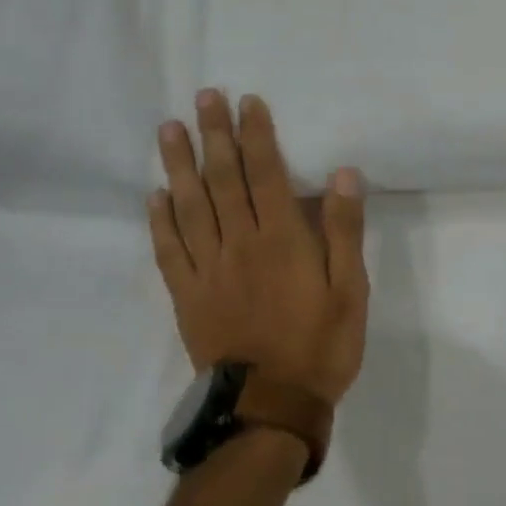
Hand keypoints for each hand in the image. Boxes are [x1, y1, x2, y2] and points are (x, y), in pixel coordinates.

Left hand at [149, 91, 368, 406]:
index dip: (256, 135)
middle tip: (203, 97)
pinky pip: (169, 251)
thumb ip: (343, 231)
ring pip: (189, 207)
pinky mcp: (188, 297)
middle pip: (223, 180)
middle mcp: (239, 245)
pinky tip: (155, 196)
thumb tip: (342, 174)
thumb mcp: (351, 289)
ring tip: (169, 130)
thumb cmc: (321, 345)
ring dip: (178, 166)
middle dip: (215, 135)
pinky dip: (160, 221)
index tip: (247, 102)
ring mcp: (208, 271)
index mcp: (281, 240)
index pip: (265, 174)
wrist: (269, 407)